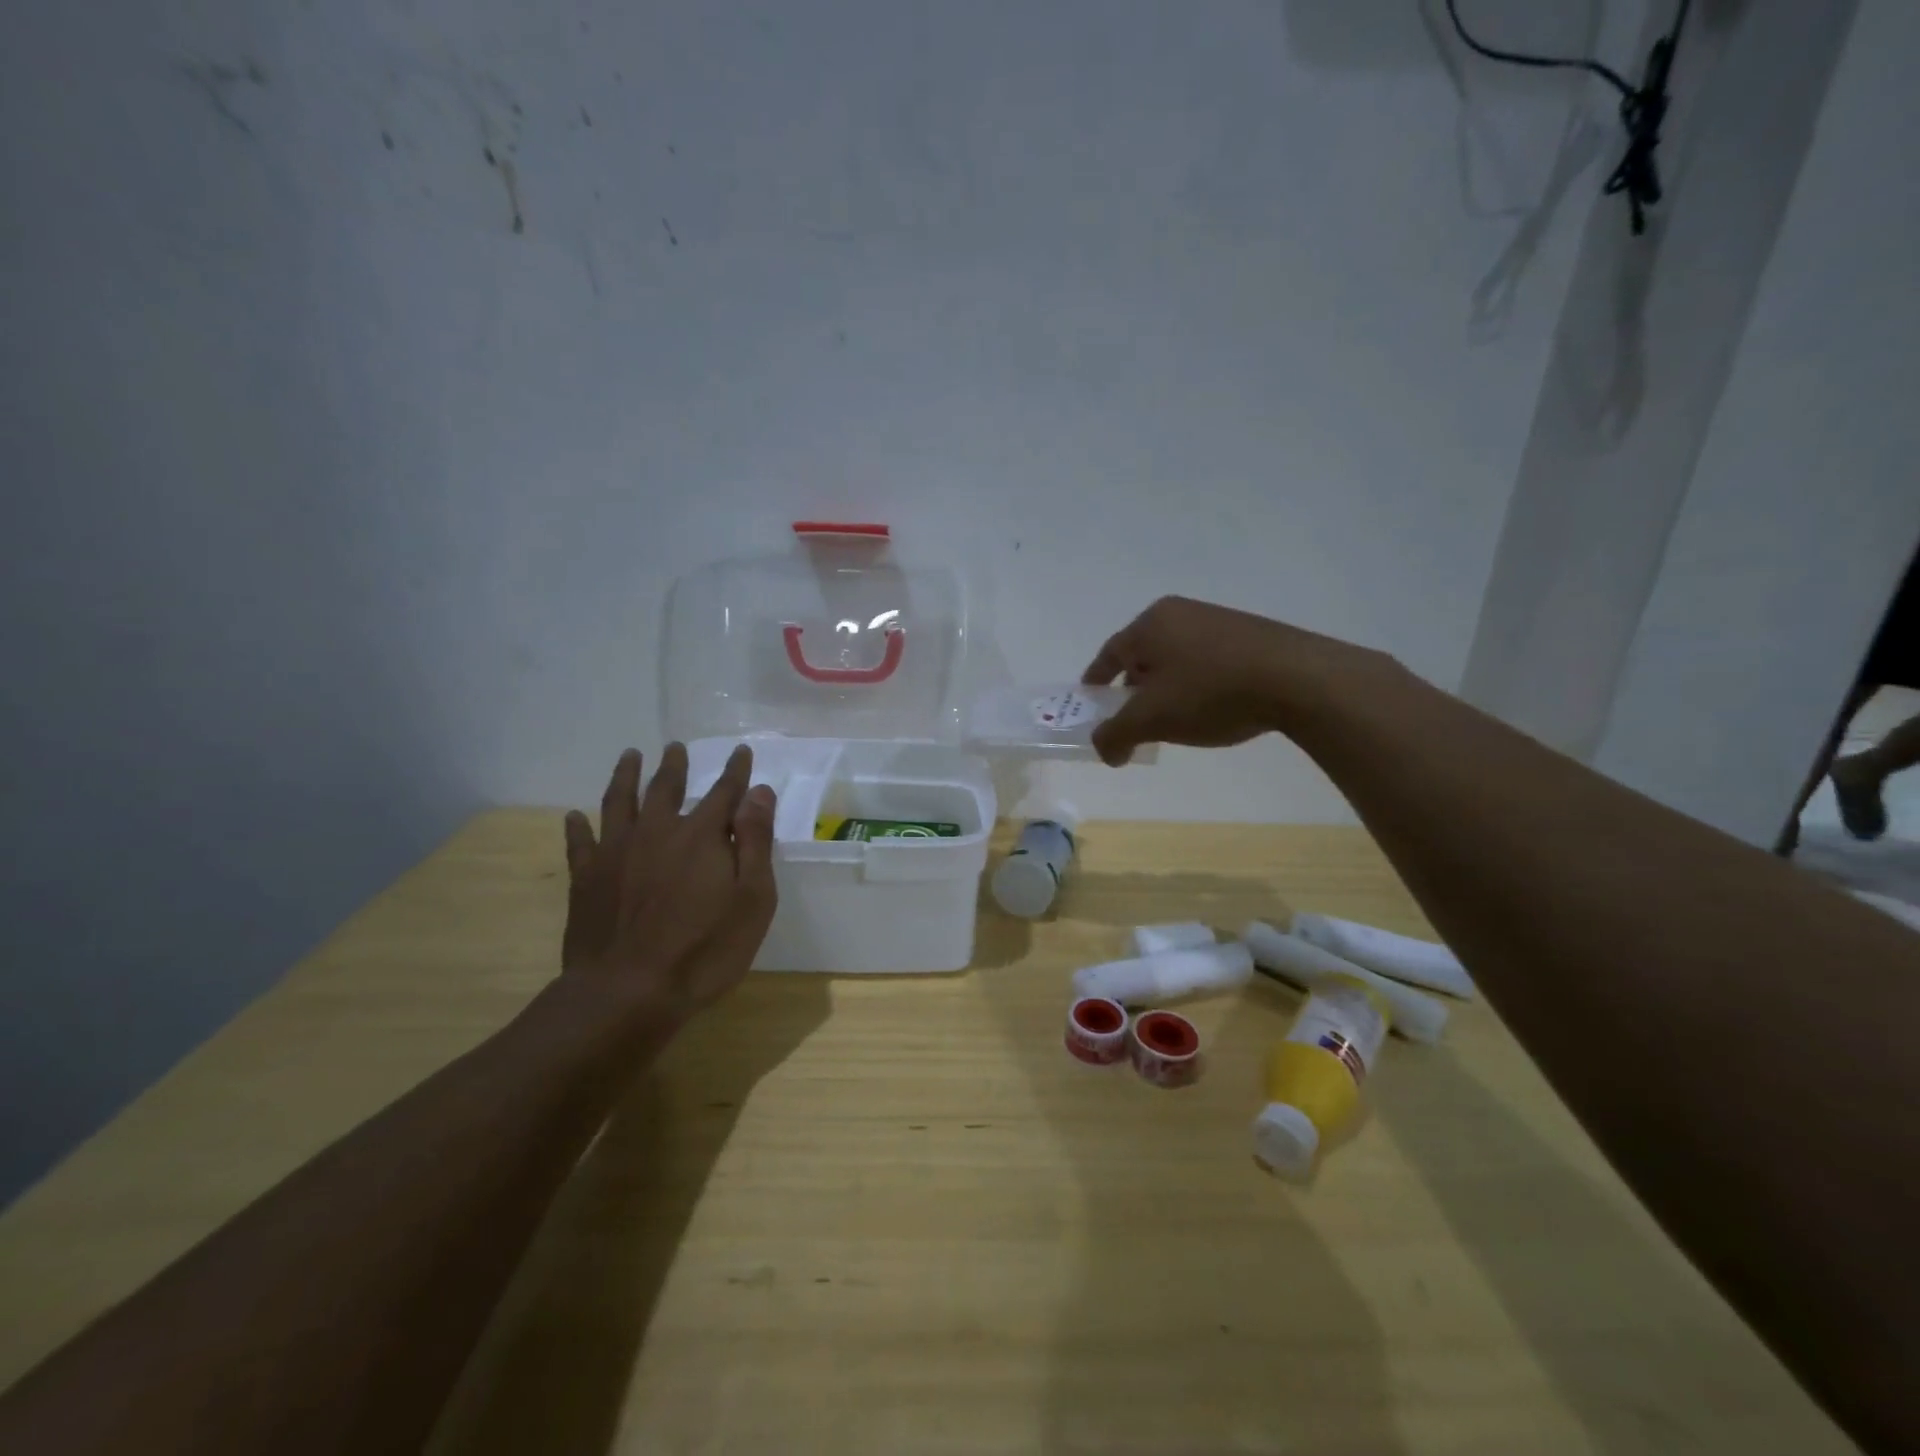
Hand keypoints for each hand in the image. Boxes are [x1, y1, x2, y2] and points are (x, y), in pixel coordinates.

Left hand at [561, 743, 777, 1020]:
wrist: (628, 992)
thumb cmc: (705, 949)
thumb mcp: (751, 898)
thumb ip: (755, 841)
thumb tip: (759, 792)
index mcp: (702, 836)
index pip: (724, 792)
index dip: (735, 771)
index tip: (741, 751)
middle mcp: (657, 832)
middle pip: (666, 788)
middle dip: (674, 766)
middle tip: (675, 747)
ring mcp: (616, 853)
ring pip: (619, 802)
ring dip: (625, 776)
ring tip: (629, 756)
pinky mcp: (586, 879)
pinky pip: (579, 843)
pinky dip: (577, 827)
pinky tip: (574, 816)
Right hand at [1082, 596, 1373, 765]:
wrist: (1297, 679)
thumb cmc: (1210, 692)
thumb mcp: (1152, 719)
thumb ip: (1115, 735)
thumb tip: (1104, 751)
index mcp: (1150, 623)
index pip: (1109, 654)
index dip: (1095, 683)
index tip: (1090, 705)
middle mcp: (1179, 613)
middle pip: (1142, 655)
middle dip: (1133, 691)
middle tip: (1134, 722)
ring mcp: (1217, 620)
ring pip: (1175, 659)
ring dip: (1167, 690)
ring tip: (1175, 721)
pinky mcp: (1248, 634)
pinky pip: (1206, 660)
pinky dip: (1196, 685)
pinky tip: (1212, 709)